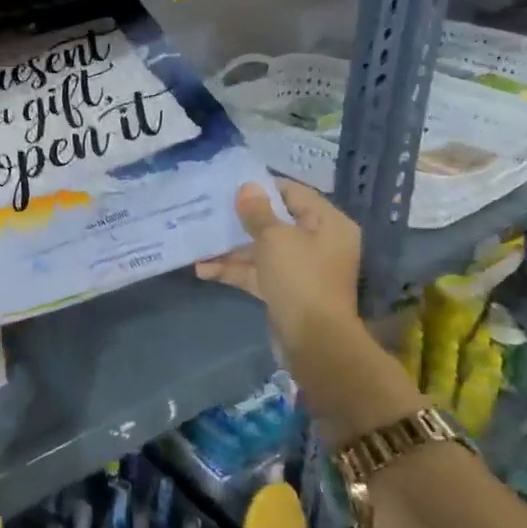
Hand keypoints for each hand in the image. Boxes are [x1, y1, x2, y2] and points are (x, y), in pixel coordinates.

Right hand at [196, 181, 362, 354]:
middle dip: (242, 220)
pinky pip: (258, 273)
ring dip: (231, 248)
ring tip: (198, 242)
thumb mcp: (274, 238)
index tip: (231, 185)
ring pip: (262, 250)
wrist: (313, 341)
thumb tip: (247, 187)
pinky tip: (203, 269)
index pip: (294, 193)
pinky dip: (234, 270)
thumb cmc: (299, 278)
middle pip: (276, 222)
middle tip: (210, 209)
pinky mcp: (285, 291)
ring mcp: (302, 269)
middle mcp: (319, 243)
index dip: (263, 187)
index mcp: (328, 223)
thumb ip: (257, 211)